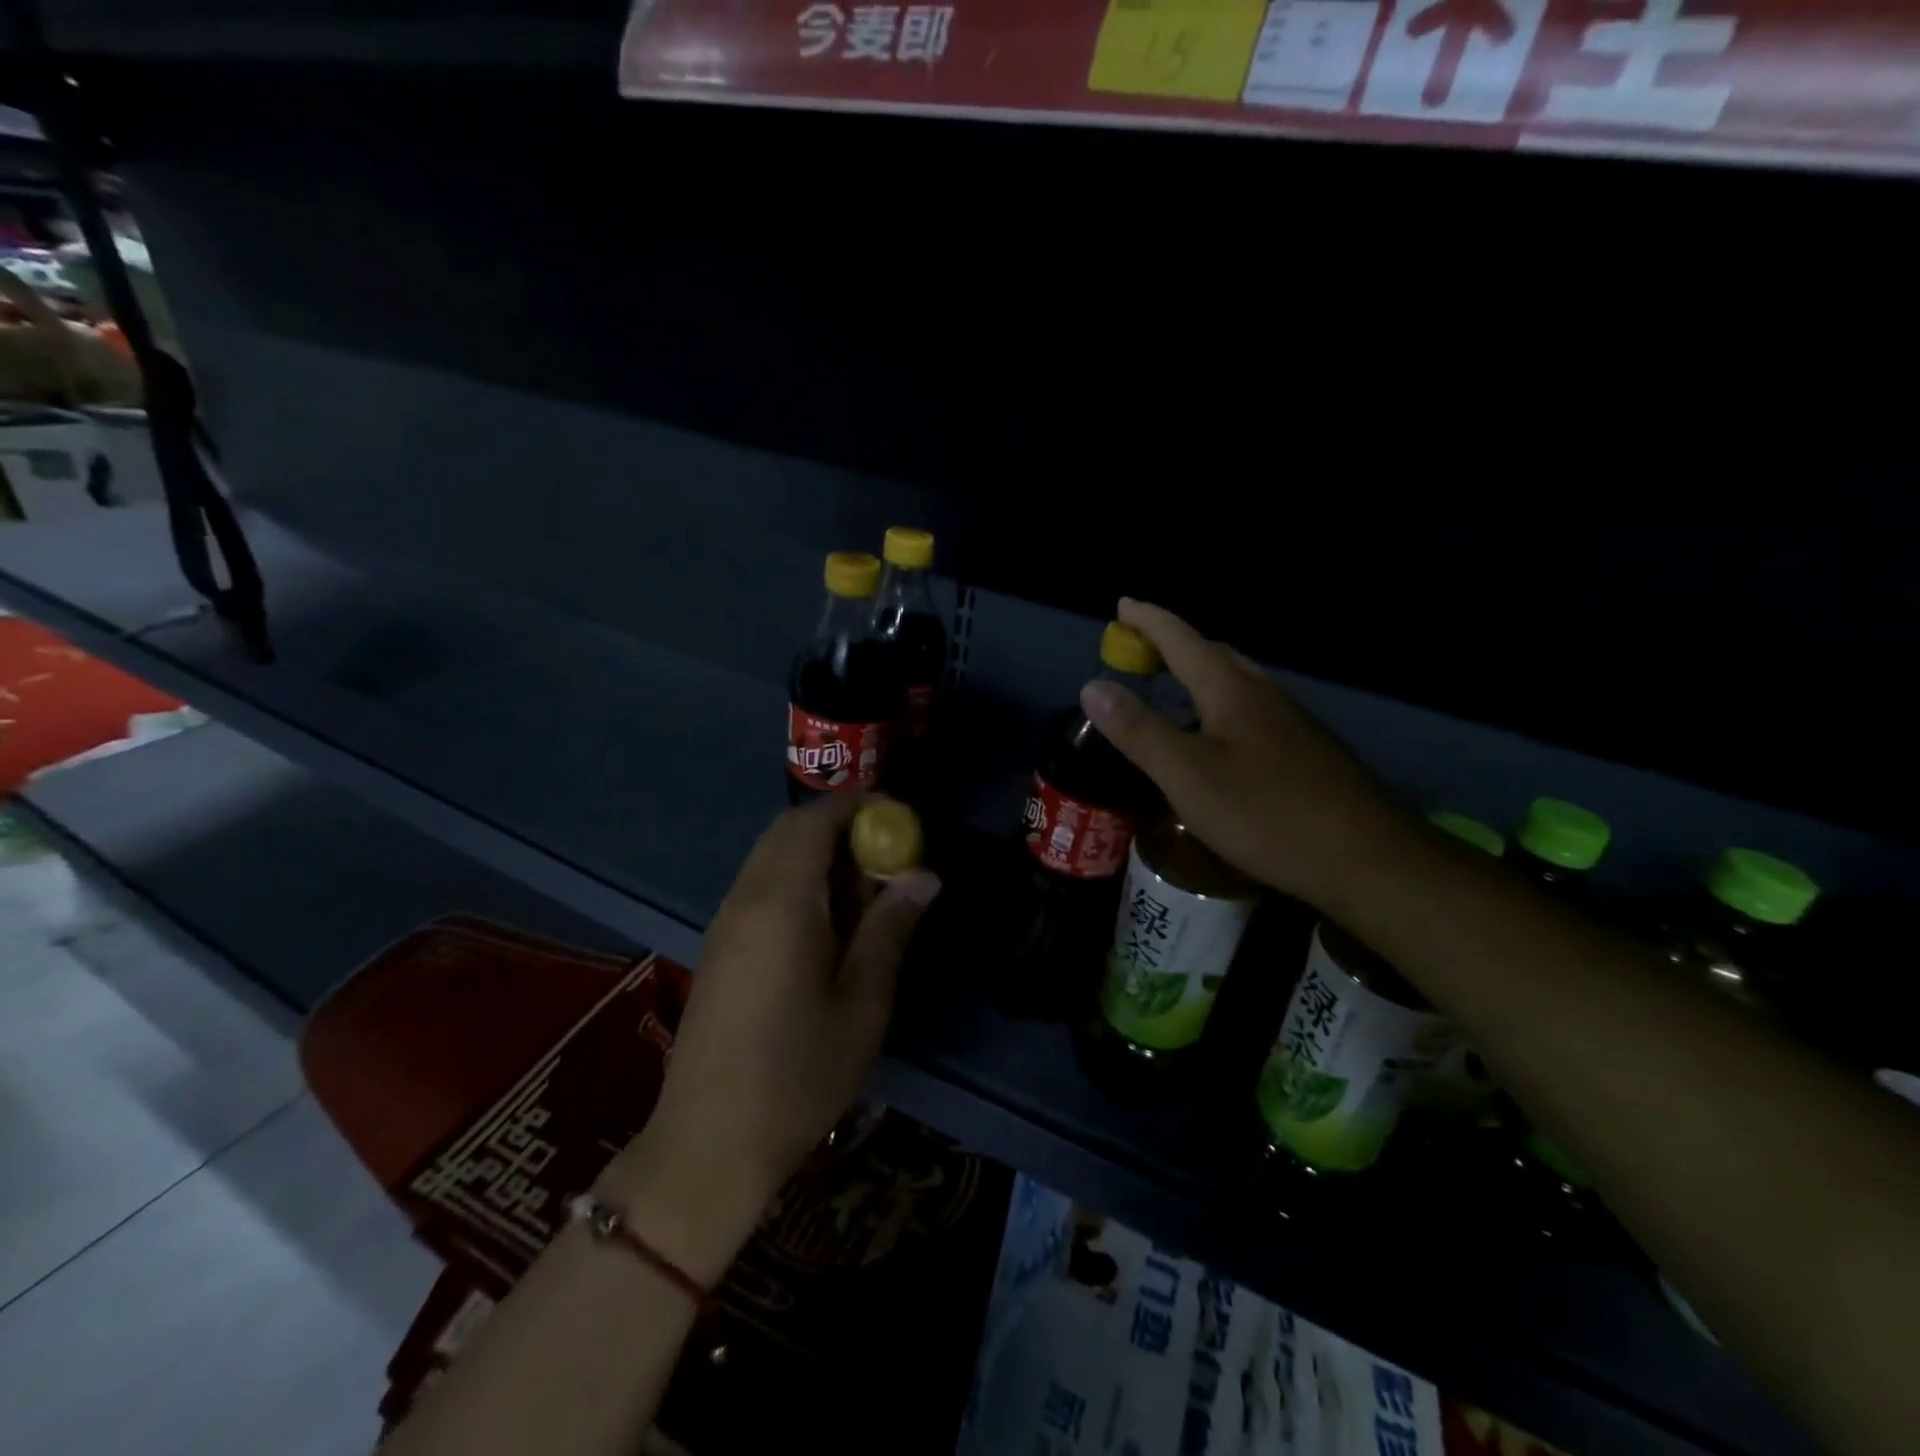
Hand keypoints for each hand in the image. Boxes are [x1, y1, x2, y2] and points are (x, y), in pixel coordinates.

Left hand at [609, 793, 940, 1279]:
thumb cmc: (798, 1075)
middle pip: (787, 830)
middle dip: (839, 825)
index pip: (814, 821)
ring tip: (864, 889)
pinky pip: (760, 885)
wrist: (708, 1145)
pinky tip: (827, 922)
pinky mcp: (719, 947)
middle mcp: (745, 898)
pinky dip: (797, 877)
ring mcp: (725, 922)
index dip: (857, 805)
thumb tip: (923, 874)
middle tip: (887, 853)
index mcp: (782, 903)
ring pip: (770, 856)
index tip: (900, 817)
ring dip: (817, 852)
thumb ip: (890, 928)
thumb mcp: (862, 1002)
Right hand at [1079, 599, 1409, 912]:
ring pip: (1239, 682)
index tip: (1122, 604)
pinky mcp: (1308, 752)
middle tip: (1141, 651)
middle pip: (1215, 654)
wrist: (1367, 859)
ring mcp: (1293, 723)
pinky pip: (1254, 710)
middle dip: (1174, 644)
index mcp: (1232, 692)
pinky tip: (1219, 739)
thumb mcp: (1186, 776)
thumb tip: (1094, 686)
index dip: (1149, 620)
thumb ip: (1139, 731)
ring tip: (1173, 689)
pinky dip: (1222, 704)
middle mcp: (1265, 695)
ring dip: (1201, 674)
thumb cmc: (1265, 814)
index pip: (1182, 640)